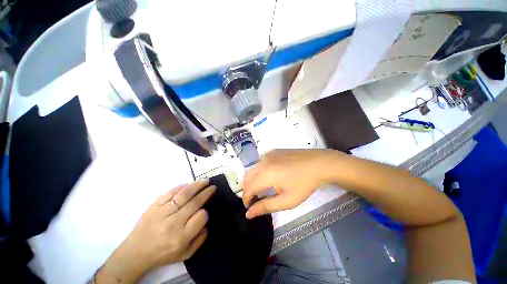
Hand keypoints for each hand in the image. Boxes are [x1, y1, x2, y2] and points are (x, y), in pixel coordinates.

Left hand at [95, 180, 215, 283]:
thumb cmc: (162, 254)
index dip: (205, 212)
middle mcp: (173, 223)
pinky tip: (188, 184)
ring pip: (184, 195)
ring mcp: (162, 213)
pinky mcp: (153, 206)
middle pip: (194, 203)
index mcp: (181, 237)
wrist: (135, 253)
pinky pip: (169, 193)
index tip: (205, 210)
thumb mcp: (185, 254)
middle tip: (213, 187)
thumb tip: (206, 222)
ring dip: (197, 186)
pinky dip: (180, 187)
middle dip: (206, 193)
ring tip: (205, 181)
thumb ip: (200, 239)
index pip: (201, 217)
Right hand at [242, 149, 339, 218]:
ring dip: (252, 179)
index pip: (248, 188)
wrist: (318, 164)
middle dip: (247, 189)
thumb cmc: (304, 184)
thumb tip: (248, 213)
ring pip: (253, 169)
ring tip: (260, 188)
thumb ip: (266, 206)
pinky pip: (260, 162)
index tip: (249, 207)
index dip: (246, 198)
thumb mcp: (287, 200)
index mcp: (266, 174)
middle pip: (247, 177)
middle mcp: (263, 162)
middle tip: (254, 199)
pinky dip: (259, 171)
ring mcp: (268, 154)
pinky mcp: (273, 151)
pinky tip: (268, 176)